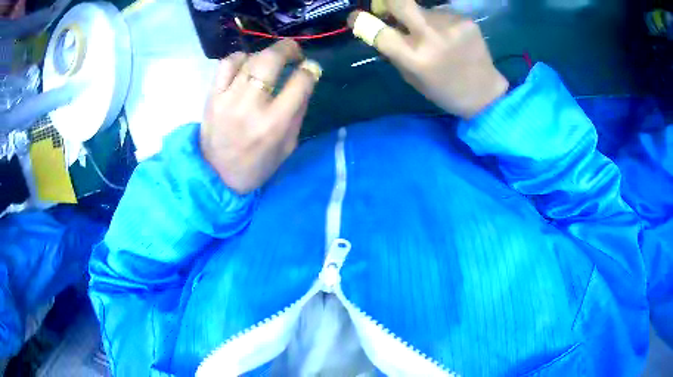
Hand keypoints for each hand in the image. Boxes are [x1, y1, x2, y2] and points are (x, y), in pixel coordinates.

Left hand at [200, 40, 319, 193]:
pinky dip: (240, 58)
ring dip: (265, 53)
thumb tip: (305, 80)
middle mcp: (251, 106)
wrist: (216, 176)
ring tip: (270, 61)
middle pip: (271, 60)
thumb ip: (298, 112)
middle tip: (295, 52)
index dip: (310, 70)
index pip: (300, 82)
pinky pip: (226, 64)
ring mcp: (228, 98)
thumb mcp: (288, 146)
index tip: (311, 69)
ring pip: (249, 58)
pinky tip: (246, 65)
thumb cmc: (257, 165)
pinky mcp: (212, 96)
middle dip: (289, 48)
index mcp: (274, 124)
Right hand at [348, 3, 508, 118]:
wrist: (485, 93)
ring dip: (419, 18)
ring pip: (422, 9)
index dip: (361, 21)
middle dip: (387, 1)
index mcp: (416, 58)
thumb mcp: (411, 77)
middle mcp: (432, 37)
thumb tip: (378, 26)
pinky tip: (449, 37)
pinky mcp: (466, 20)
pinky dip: (438, 22)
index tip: (356, 18)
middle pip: (400, 1)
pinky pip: (441, 13)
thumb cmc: (444, 90)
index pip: (379, 31)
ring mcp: (451, 25)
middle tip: (386, 8)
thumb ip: (394, 51)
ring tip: (434, 36)